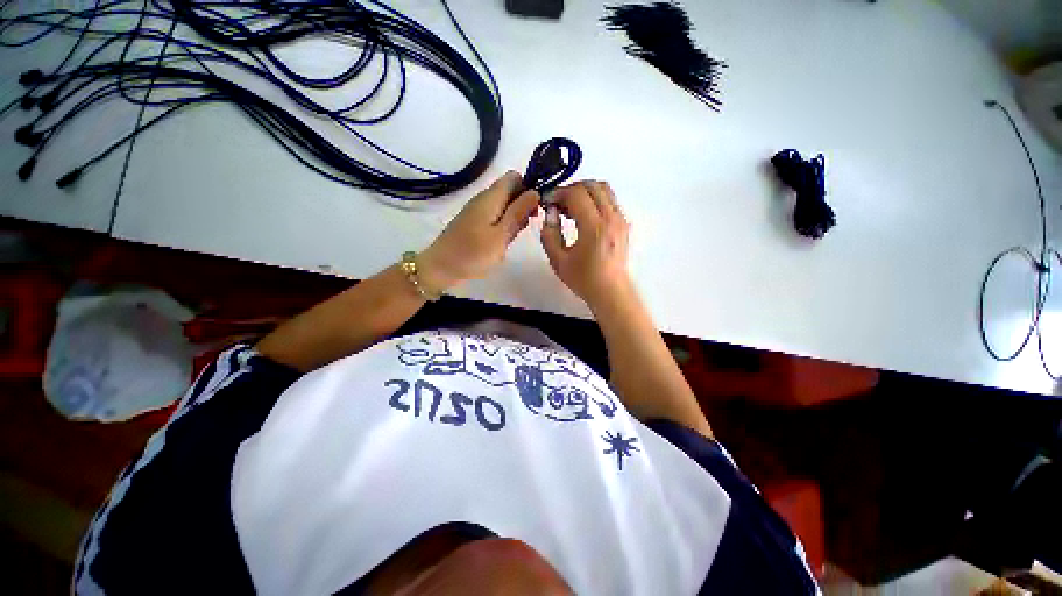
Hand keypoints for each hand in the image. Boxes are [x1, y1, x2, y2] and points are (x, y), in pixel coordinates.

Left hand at [420, 171, 539, 291]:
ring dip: (514, 218)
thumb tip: (535, 191)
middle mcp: (484, 199)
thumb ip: (518, 213)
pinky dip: (503, 226)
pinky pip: (495, 217)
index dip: (528, 188)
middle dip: (523, 206)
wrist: (441, 268)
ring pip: (504, 206)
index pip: (514, 177)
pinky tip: (502, 241)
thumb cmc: (473, 253)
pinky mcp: (474, 222)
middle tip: (524, 227)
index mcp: (491, 197)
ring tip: (512, 238)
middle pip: (510, 191)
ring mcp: (477, 211)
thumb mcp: (501, 235)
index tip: (535, 209)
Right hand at [540, 180, 631, 309]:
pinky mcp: (624, 223)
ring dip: (584, 192)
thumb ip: (549, 234)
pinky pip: (609, 200)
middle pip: (591, 185)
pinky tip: (583, 216)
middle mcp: (611, 218)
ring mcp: (620, 219)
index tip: (547, 201)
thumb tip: (551, 212)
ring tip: (569, 208)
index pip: (576, 194)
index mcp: (594, 228)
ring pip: (603, 189)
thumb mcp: (558, 261)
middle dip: (570, 189)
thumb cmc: (584, 279)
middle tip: (557, 203)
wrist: (611, 292)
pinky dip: (594, 199)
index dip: (558, 192)